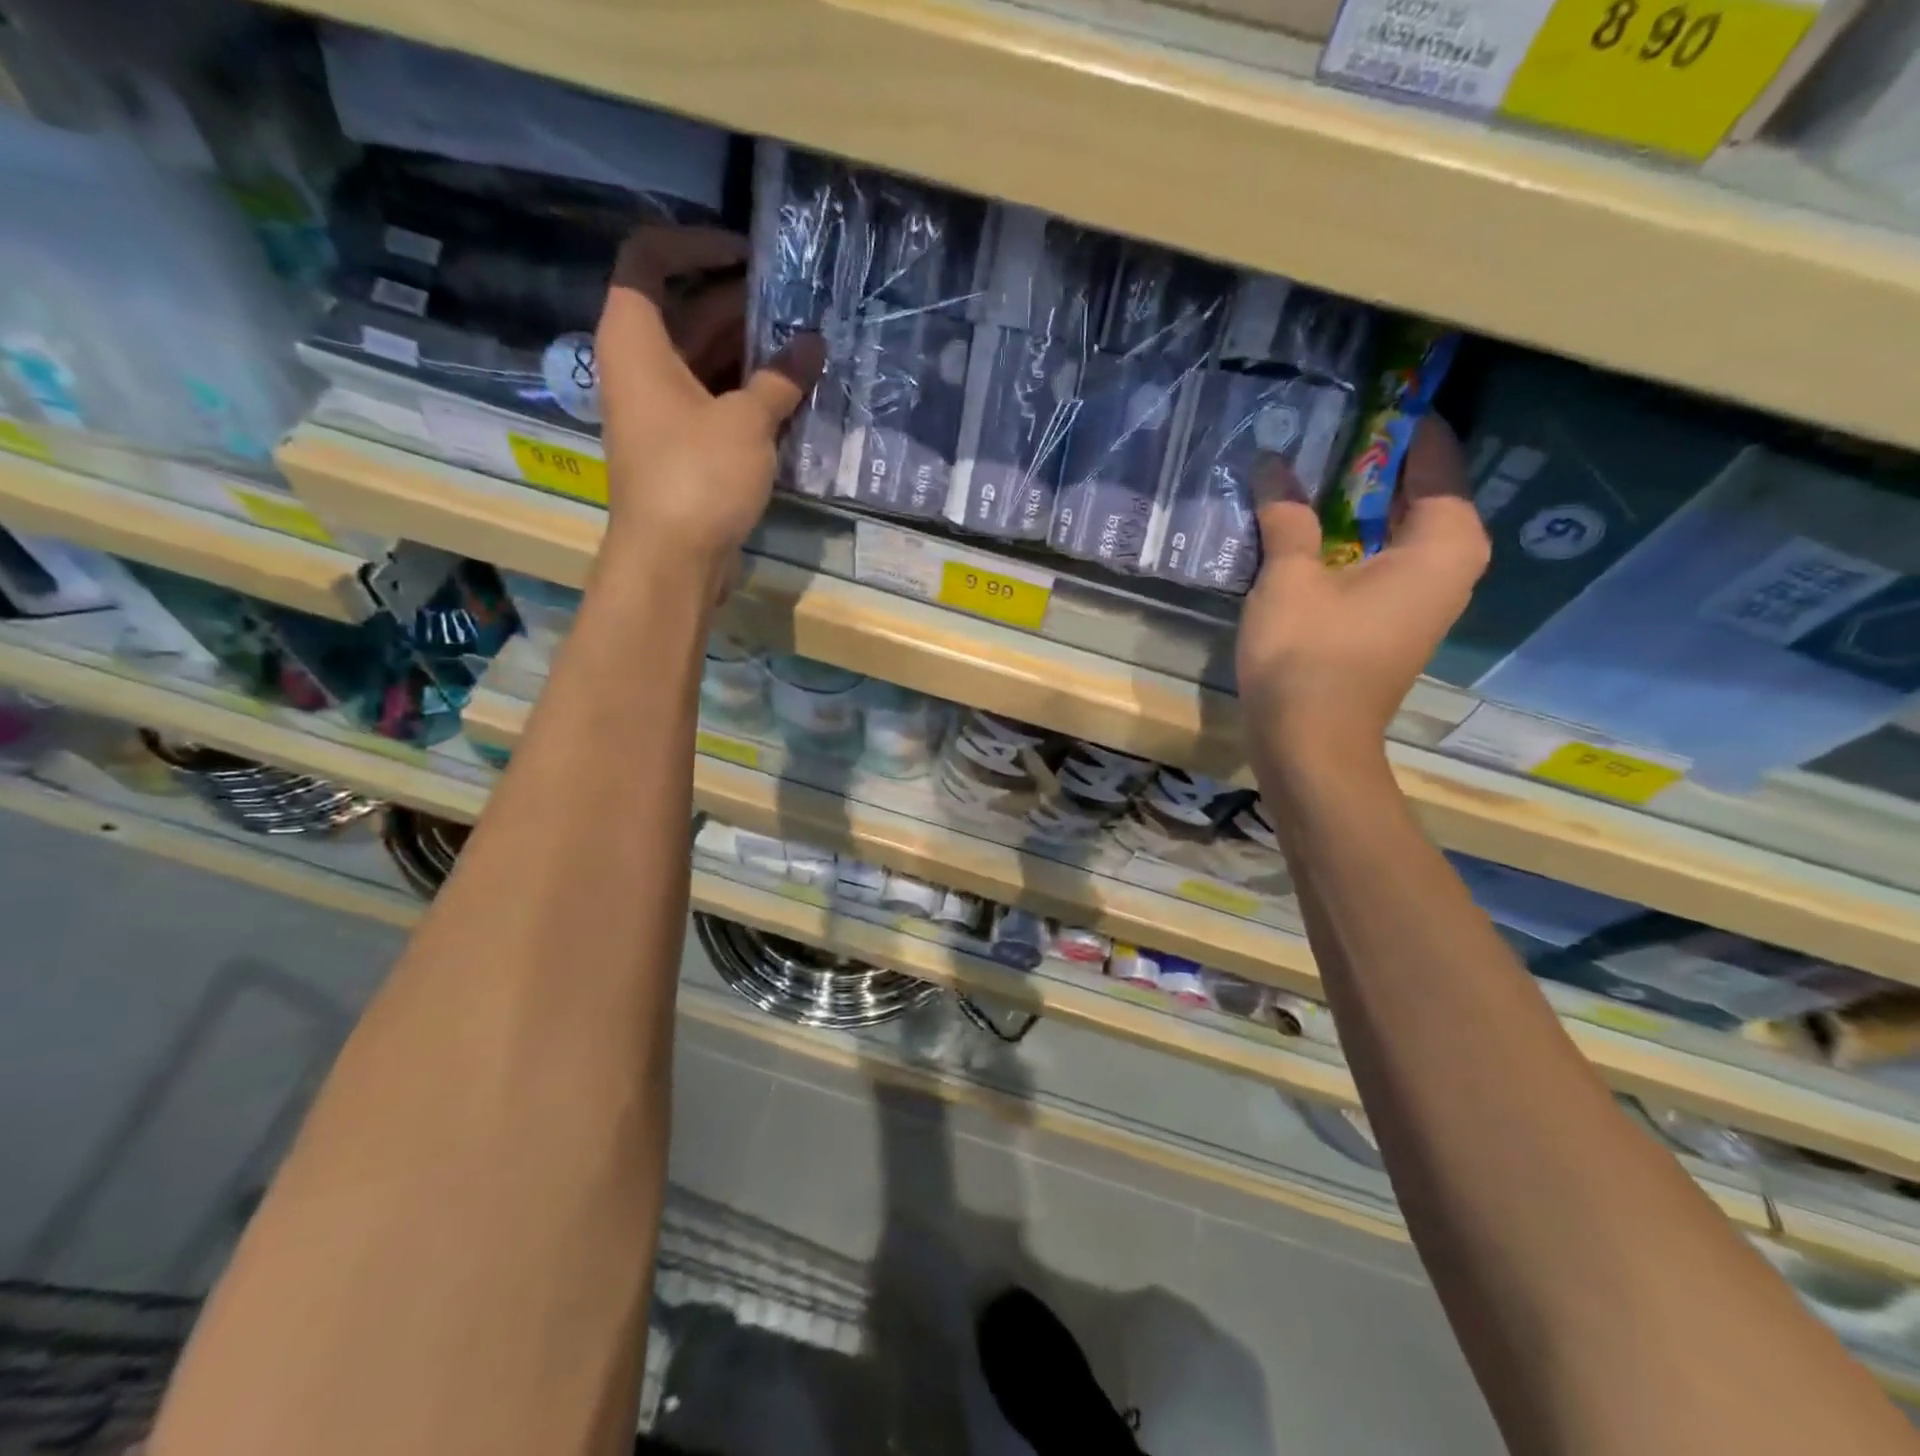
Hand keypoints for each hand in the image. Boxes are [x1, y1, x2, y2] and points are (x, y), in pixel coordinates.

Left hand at [594, 226, 823, 567]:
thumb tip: (814, 344)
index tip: (749, 254)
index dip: (696, 243)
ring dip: (751, 352)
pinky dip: (748, 393)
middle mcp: (640, 366)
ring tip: (806, 346)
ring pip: (704, 359)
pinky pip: (714, 400)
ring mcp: (661, 409)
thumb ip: (781, 378)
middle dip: (741, 303)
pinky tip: (793, 394)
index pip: (649, 257)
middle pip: (685, 310)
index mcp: (635, 338)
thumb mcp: (746, 421)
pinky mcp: (682, 446)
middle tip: (798, 304)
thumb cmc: (698, 476)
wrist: (672, 560)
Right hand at [1235, 416, 1489, 760]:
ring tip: (1313, 467)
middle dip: (1376, 462)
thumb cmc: (1308, 655)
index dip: (1404, 423)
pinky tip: (1312, 525)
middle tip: (1328, 426)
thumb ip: (1288, 515)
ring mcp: (1424, 598)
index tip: (1370, 391)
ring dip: (1360, 502)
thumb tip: (1275, 462)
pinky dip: (1354, 537)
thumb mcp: (1290, 576)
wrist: (1310, 742)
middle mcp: (1450, 566)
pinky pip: (1383, 558)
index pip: (1437, 458)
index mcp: (1444, 543)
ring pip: (1399, 528)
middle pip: (1420, 493)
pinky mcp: (1393, 622)